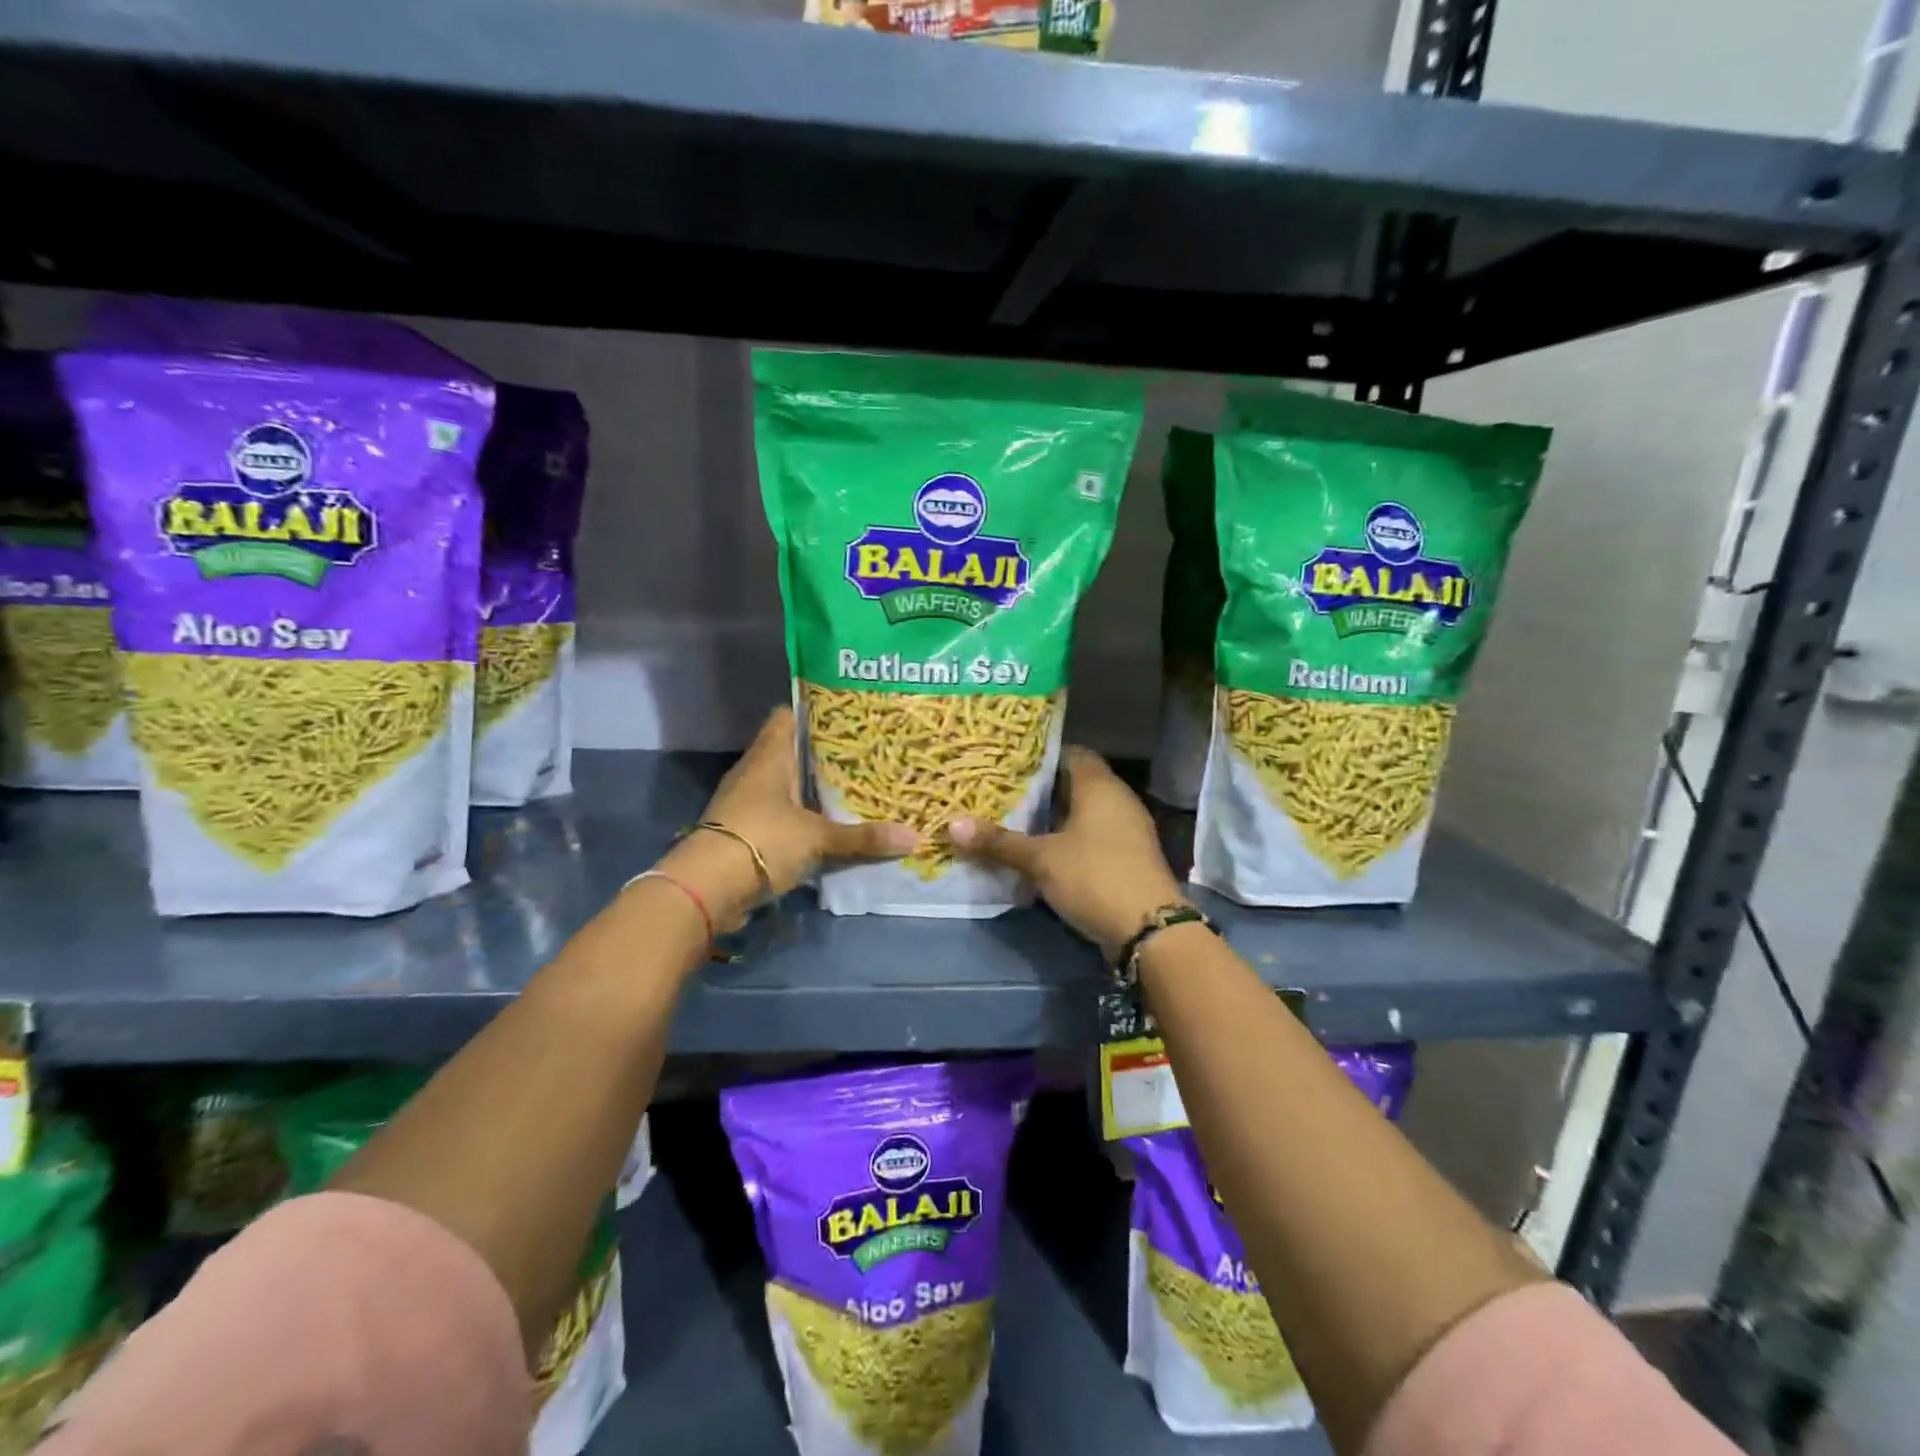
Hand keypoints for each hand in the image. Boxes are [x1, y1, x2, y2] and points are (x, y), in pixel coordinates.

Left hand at [654, 706, 915, 931]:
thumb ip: (863, 837)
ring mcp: (747, 800)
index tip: (849, 713)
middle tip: (865, 751)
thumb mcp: (818, 838)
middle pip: (791, 750)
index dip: (816, 711)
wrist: (706, 888)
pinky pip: (780, 811)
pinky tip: (828, 822)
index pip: (789, 716)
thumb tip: (914, 838)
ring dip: (811, 786)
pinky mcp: (745, 829)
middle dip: (824, 752)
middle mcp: (756, 770)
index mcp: (770, 755)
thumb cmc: (762, 841)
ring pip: (785, 782)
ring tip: (853, 784)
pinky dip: (801, 814)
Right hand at [948, 747, 1185, 958]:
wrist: (1150, 930)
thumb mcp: (1041, 860)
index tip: (1009, 763)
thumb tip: (952, 825)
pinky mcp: (1127, 857)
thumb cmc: (1094, 877)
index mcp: (1100, 786)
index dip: (1041, 756)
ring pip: (1083, 813)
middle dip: (1040, 790)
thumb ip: (999, 842)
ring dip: (1054, 818)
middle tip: (1003, 793)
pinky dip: (1068, 840)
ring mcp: (1126, 830)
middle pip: (1075, 783)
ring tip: (1015, 821)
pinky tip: (1042, 853)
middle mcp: (1117, 800)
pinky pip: (1092, 837)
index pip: (1071, 753)